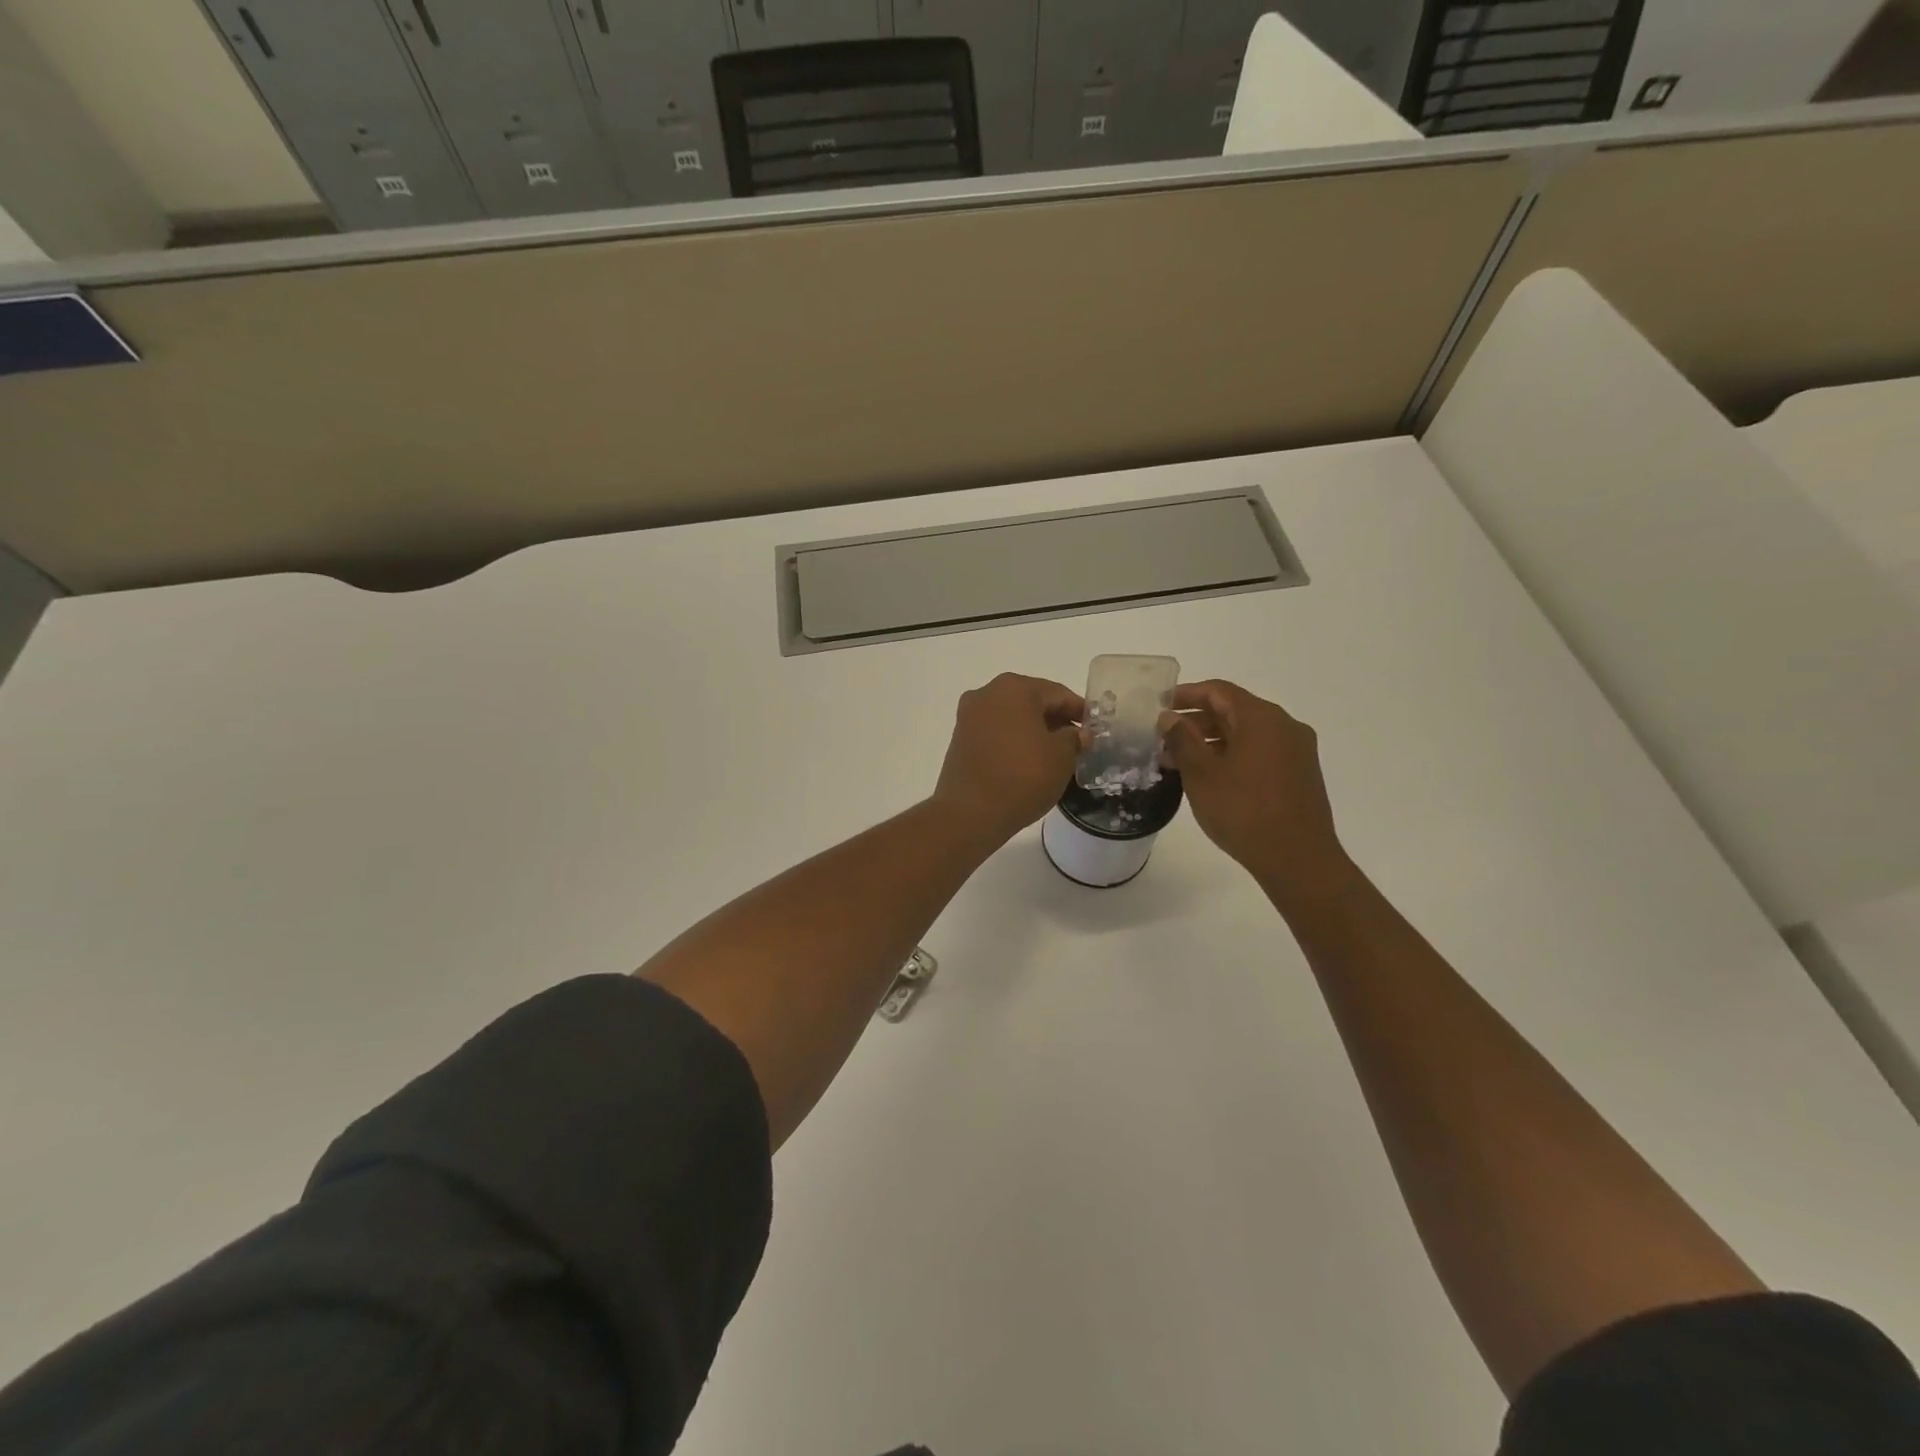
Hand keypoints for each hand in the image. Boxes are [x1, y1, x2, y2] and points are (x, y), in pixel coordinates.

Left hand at [932, 673, 1085, 843]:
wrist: (971, 813)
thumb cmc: (1023, 776)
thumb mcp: (1062, 757)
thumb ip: (1075, 738)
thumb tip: (1078, 733)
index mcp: (1014, 688)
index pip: (1057, 693)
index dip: (1079, 711)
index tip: (1094, 729)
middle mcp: (987, 693)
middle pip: (1032, 702)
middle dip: (1056, 720)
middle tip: (1077, 743)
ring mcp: (969, 716)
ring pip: (1012, 717)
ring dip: (1034, 731)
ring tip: (1054, 755)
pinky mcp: (959, 739)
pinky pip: (995, 733)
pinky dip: (1013, 741)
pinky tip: (1027, 762)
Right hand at [1159, 680, 1356, 903]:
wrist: (1298, 859)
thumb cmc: (1243, 811)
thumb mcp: (1201, 774)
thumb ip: (1182, 739)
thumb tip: (1169, 717)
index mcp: (1261, 718)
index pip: (1218, 691)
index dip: (1186, 695)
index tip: (1159, 706)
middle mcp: (1284, 726)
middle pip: (1233, 711)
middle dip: (1196, 722)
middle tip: (1163, 740)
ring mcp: (1296, 751)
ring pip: (1246, 734)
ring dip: (1211, 742)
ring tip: (1179, 763)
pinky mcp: (1300, 774)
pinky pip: (1260, 752)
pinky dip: (1232, 756)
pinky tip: (1210, 778)